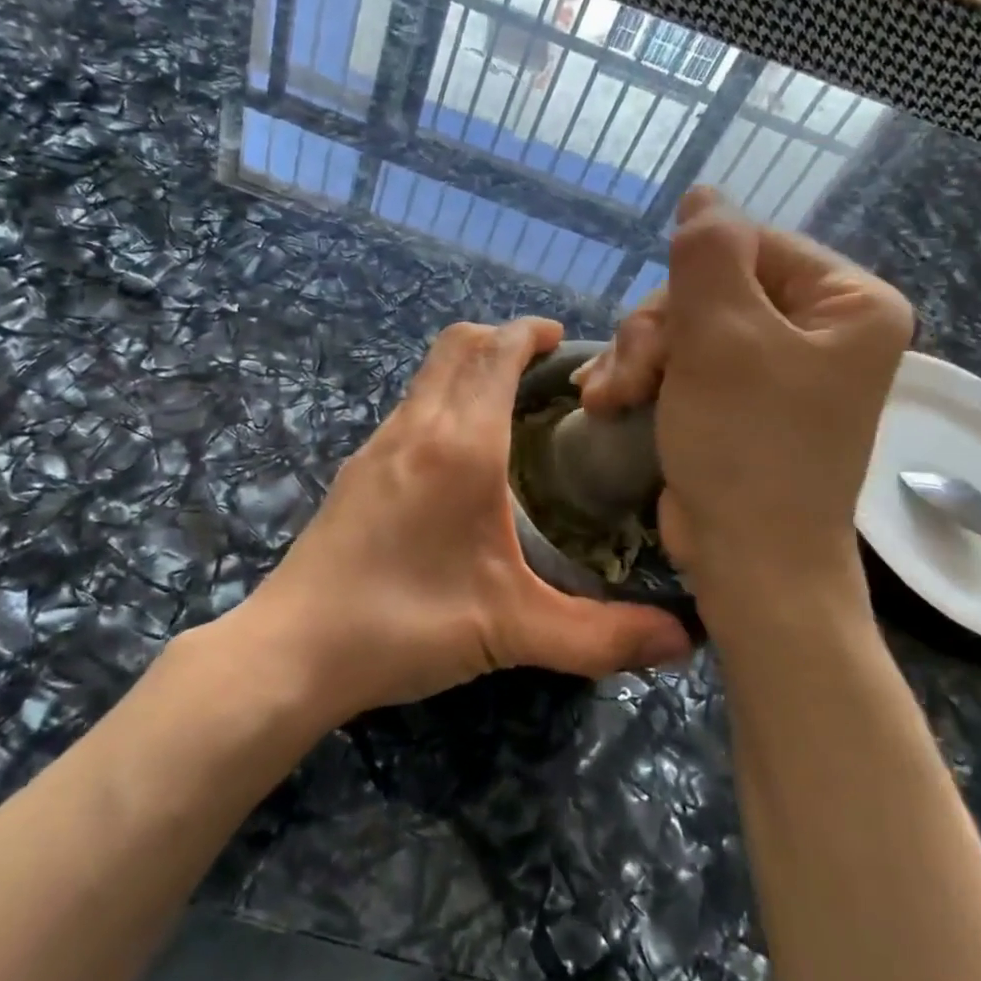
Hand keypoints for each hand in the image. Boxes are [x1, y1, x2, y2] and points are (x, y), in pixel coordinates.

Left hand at [233, 318, 692, 723]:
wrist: (295, 649)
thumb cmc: (405, 624)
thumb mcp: (513, 631)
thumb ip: (603, 637)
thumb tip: (685, 643)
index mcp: (460, 445)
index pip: (496, 352)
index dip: (531, 332)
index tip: (564, 340)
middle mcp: (416, 427)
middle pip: (457, 346)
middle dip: (502, 339)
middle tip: (545, 370)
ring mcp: (377, 445)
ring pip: (428, 375)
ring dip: (468, 369)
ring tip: (510, 409)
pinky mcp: (356, 470)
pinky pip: (409, 409)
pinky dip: (442, 402)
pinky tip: (459, 458)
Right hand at [576, 187, 912, 589]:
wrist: (749, 562)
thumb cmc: (747, 447)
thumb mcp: (722, 337)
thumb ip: (709, 252)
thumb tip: (703, 194)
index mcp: (847, 303)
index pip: (750, 245)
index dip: (689, 280)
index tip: (656, 334)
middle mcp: (819, 329)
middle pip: (712, 288)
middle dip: (656, 332)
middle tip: (628, 380)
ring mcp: (777, 368)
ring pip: (686, 325)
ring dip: (638, 357)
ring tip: (607, 398)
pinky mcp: (738, 400)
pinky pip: (683, 362)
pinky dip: (644, 378)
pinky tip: (608, 401)